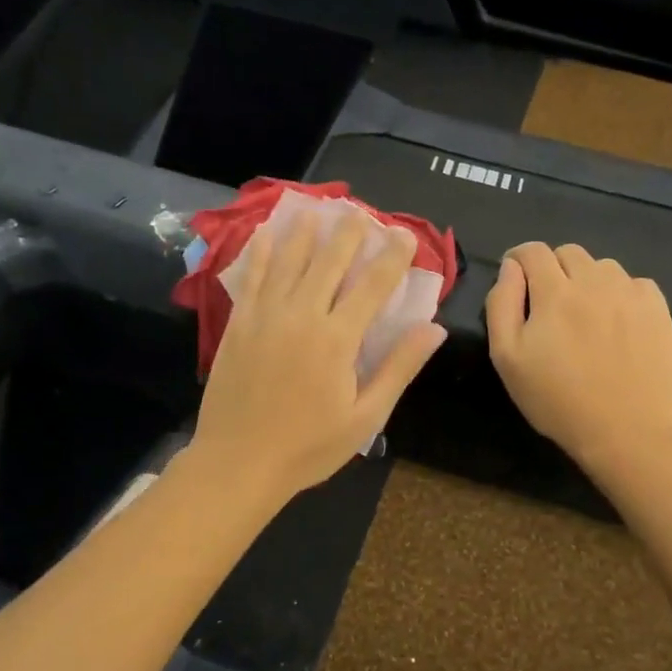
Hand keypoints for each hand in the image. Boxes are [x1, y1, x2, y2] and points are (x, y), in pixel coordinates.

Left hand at [189, 211, 446, 502]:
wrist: (238, 463)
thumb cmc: (308, 446)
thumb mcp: (365, 417)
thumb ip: (399, 368)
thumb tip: (433, 328)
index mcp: (337, 339)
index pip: (372, 286)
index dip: (392, 257)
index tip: (405, 235)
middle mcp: (301, 315)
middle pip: (329, 262)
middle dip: (349, 234)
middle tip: (362, 213)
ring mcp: (265, 316)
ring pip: (289, 261)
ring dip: (306, 231)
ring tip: (317, 208)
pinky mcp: (239, 323)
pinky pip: (252, 277)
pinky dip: (263, 251)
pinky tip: (269, 232)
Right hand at [485, 243, 671, 470]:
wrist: (625, 433)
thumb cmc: (556, 400)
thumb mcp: (507, 357)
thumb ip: (502, 304)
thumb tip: (510, 268)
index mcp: (555, 293)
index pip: (533, 251)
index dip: (518, 258)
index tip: (516, 278)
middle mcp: (595, 282)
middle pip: (569, 252)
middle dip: (553, 268)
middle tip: (550, 304)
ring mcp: (631, 295)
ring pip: (603, 266)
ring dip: (588, 280)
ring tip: (586, 315)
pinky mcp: (659, 311)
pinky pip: (636, 284)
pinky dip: (621, 294)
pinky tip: (618, 324)